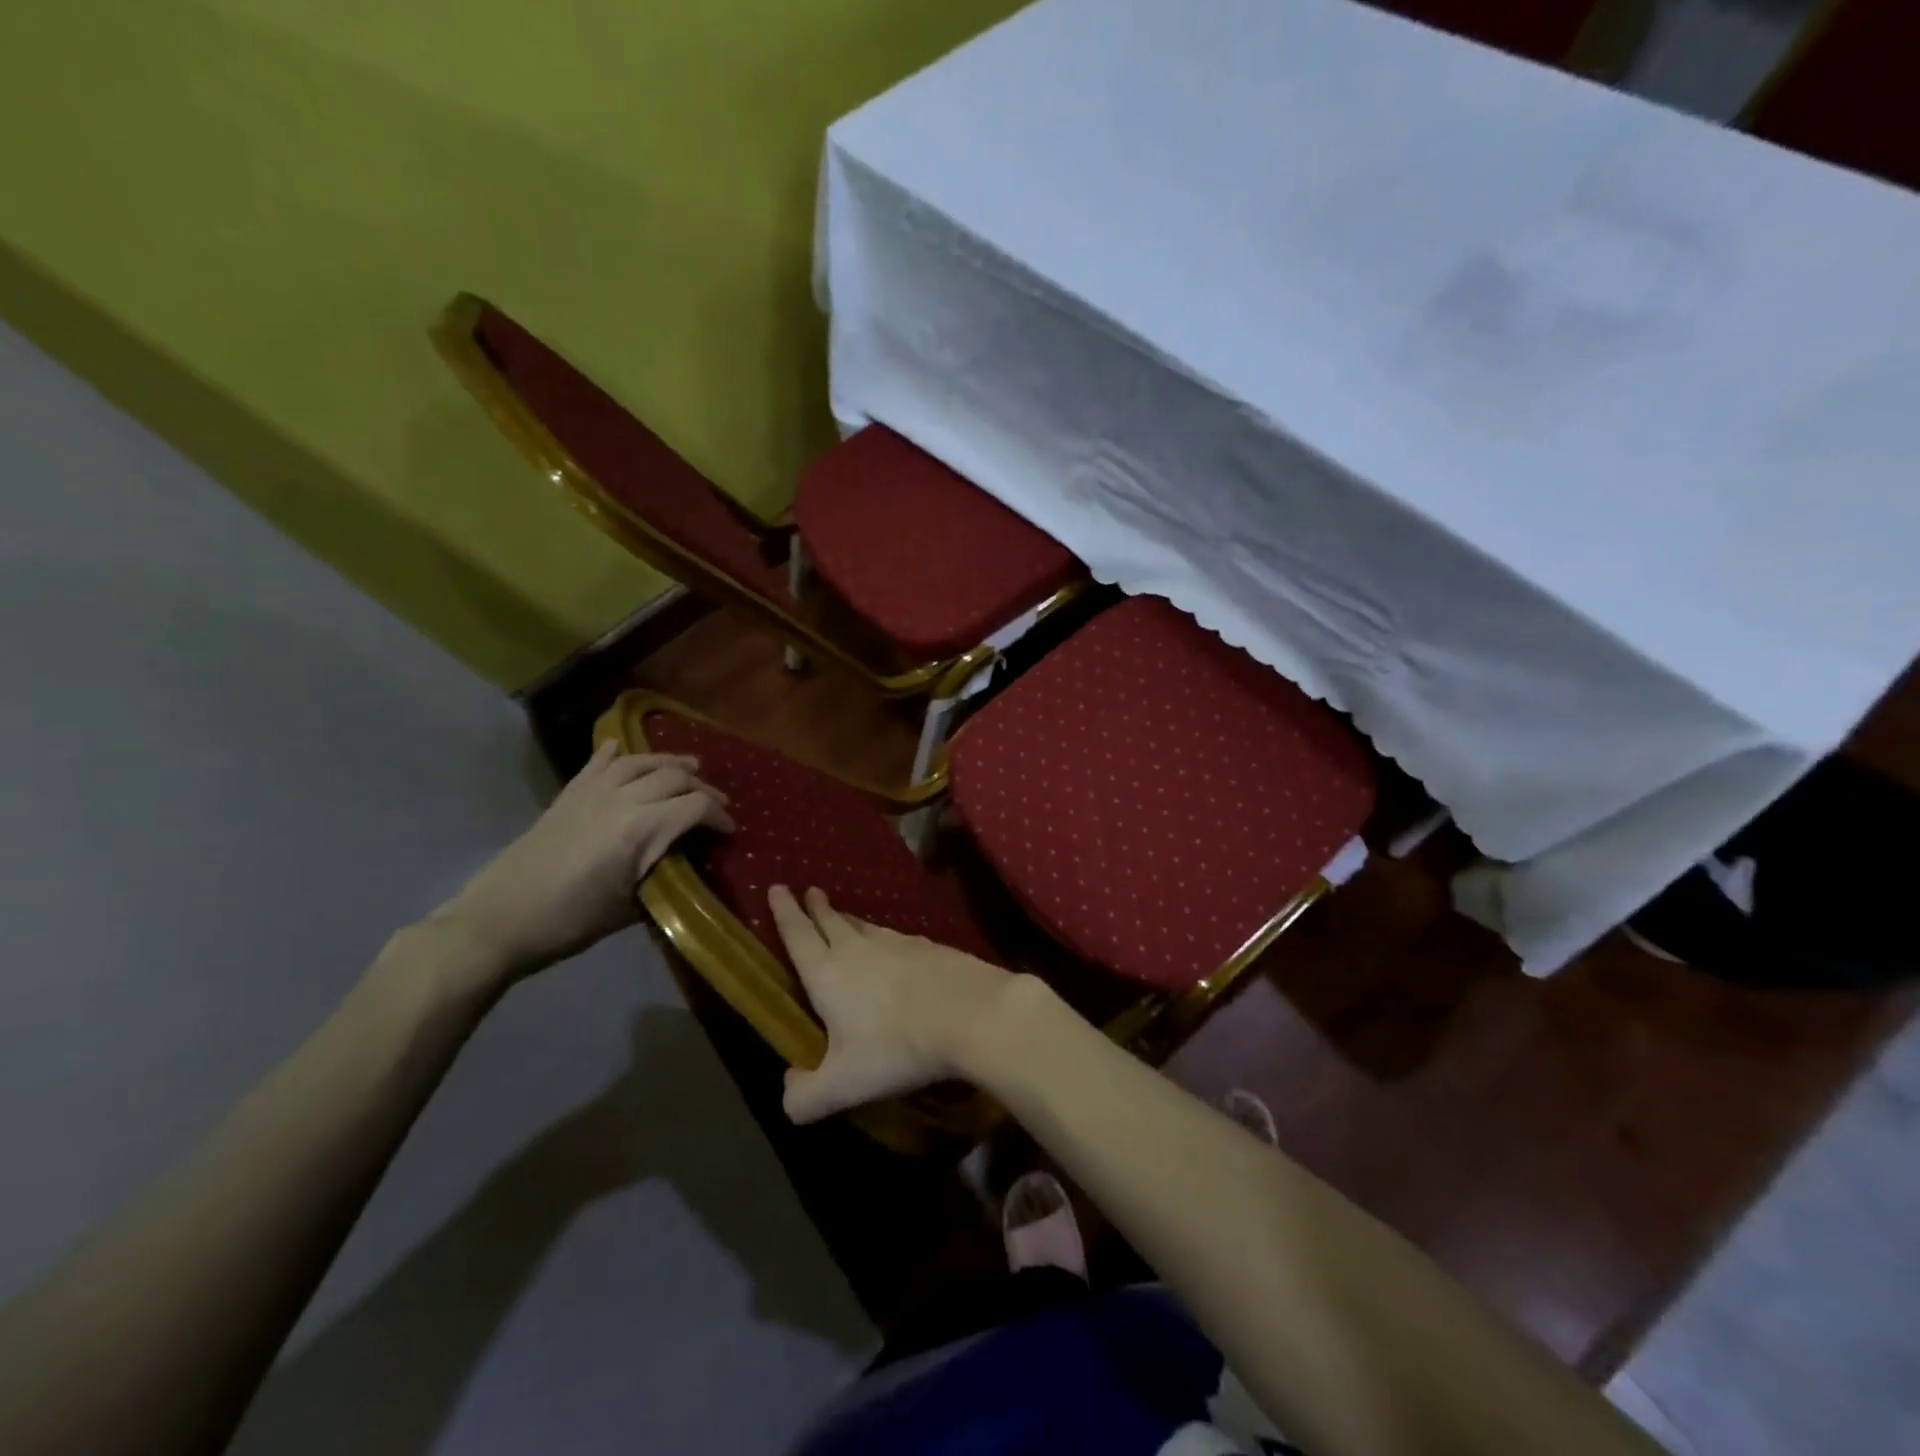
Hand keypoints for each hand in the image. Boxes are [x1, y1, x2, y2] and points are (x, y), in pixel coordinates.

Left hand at [434, 740, 733, 978]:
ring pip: (641, 761)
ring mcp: (592, 791)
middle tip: (717, 804)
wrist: (500, 919)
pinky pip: (597, 763)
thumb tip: (685, 864)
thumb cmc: (572, 921)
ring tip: (689, 765)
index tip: (729, 831)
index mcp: (642, 828)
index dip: (719, 816)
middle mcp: (622, 798)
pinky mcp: (568, 794)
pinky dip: (614, 752)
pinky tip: (621, 746)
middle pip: (675, 776)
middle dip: (703, 788)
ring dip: (670, 761)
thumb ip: (663, 875)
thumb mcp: (631, 906)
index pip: (696, 806)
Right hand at [769, 885, 1019, 1122]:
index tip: (777, 887)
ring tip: (844, 918)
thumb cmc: (897, 1047)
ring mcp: (898, 943)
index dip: (785, 912)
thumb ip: (806, 1096)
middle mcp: (858, 949)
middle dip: (817, 907)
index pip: (798, 936)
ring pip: (866, 927)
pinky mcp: (930, 947)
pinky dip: (885, 937)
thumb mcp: (843, 1085)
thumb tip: (787, 1091)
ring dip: (850, 920)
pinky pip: (897, 937)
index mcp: (828, 973)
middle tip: (810, 891)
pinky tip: (894, 945)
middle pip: (832, 921)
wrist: (971, 1014)